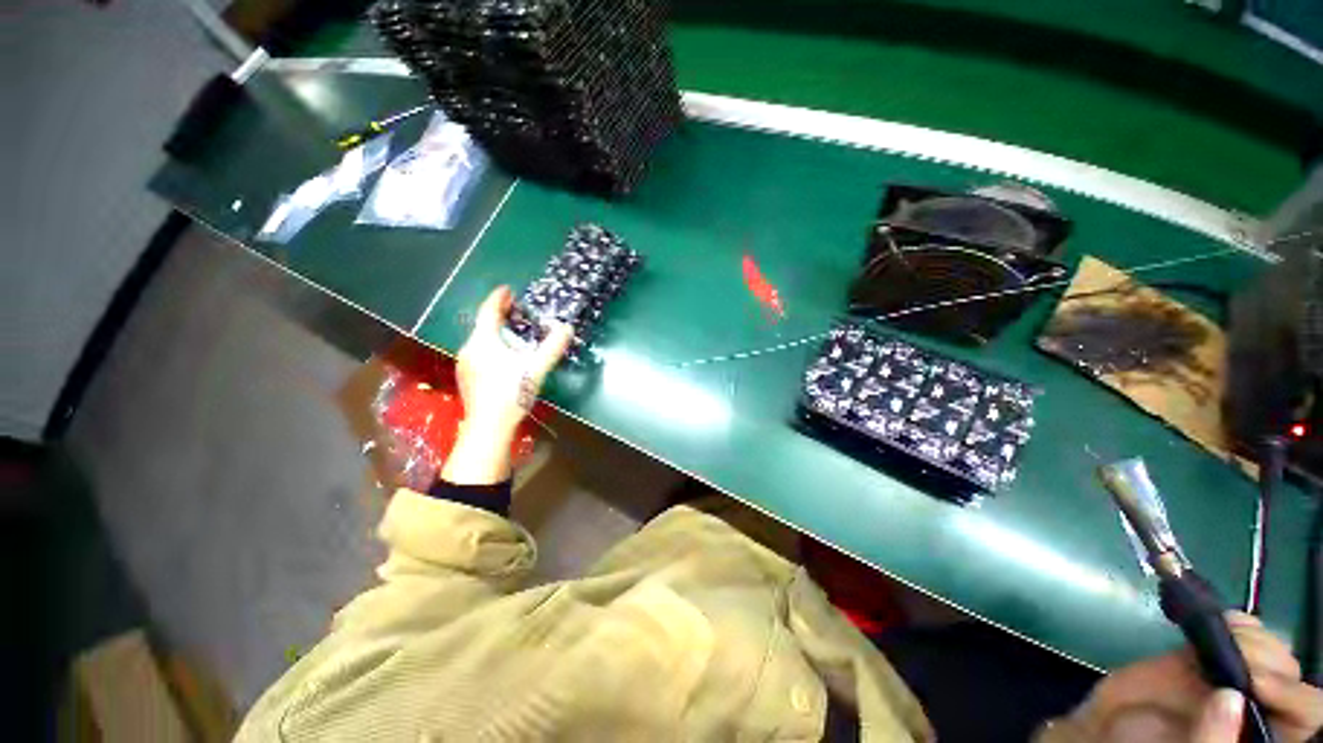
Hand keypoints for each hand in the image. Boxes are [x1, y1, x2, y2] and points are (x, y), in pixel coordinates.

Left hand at [440, 286, 571, 485]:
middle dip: (498, 316)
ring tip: (512, 334)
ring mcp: (465, 365)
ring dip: (495, 333)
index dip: (498, 299)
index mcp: (483, 342)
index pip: (488, 312)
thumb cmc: (511, 393)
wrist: (488, 428)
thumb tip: (567, 328)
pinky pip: (479, 354)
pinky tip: (503, 359)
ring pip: (480, 341)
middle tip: (515, 312)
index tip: (507, 290)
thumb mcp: (536, 368)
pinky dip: (491, 348)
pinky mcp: (467, 379)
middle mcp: (469, 349)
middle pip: (483, 326)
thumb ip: (553, 347)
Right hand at [1069, 612, 1321, 741]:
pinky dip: (1238, 622)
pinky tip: (1221, 622)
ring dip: (1253, 638)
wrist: (1108, 728)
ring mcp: (1236, 679)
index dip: (1293, 693)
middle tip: (1231, 655)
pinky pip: (1243, 631)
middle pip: (1290, 676)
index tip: (1255, 683)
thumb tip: (1230, 698)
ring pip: (1271, 649)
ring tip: (1222, 636)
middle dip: (1266, 659)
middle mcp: (1260, 709)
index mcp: (1264, 736)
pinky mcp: (1212, 656)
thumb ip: (1212, 738)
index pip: (1308, 713)